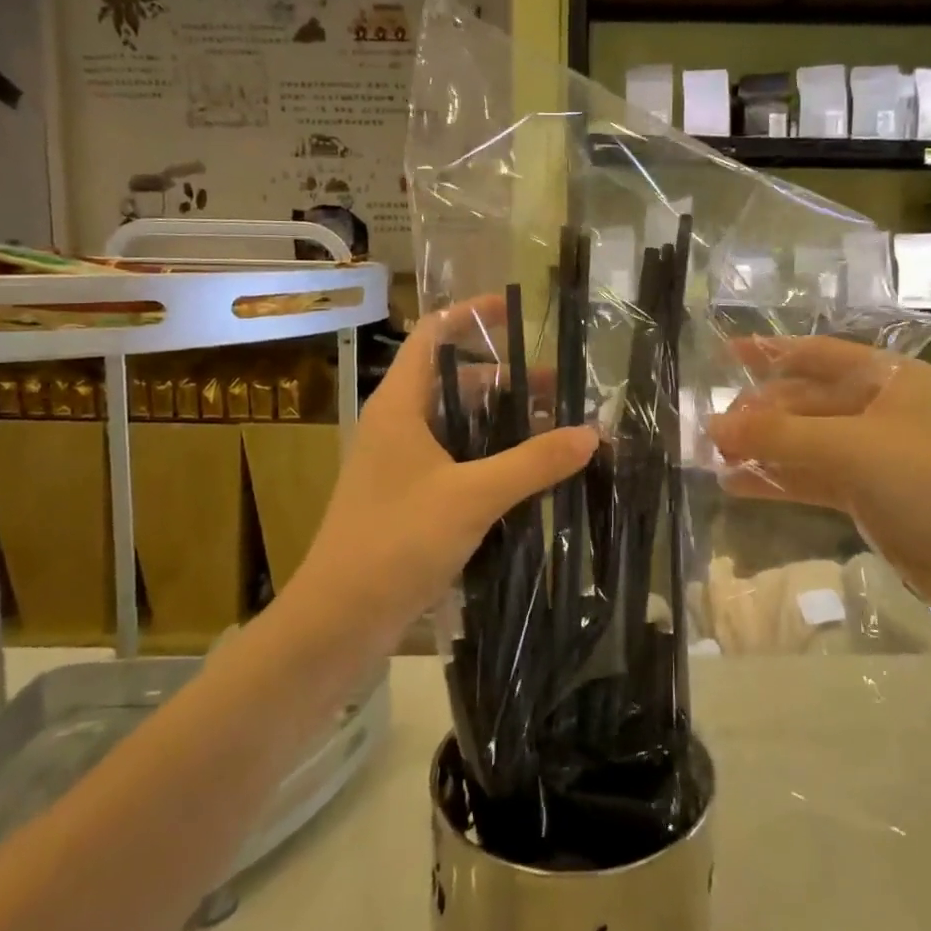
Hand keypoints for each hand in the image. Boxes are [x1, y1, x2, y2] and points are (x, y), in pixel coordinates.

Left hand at [289, 299, 596, 642]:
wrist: (339, 620)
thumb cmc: (396, 541)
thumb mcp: (472, 496)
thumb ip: (533, 463)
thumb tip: (591, 434)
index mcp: (401, 404)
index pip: (434, 334)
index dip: (472, 314)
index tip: (518, 310)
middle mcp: (400, 424)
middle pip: (458, 382)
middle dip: (510, 382)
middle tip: (564, 393)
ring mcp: (403, 464)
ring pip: (461, 426)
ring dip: (505, 425)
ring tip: (558, 434)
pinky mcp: (411, 499)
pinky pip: (459, 463)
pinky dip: (493, 460)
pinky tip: (531, 476)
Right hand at [707, 337, 930, 616]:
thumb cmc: (926, 482)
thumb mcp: (849, 448)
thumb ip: (778, 435)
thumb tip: (712, 425)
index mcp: (887, 379)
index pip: (817, 355)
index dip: (769, 352)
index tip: (725, 354)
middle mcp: (879, 409)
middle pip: (804, 402)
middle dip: (759, 414)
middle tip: (713, 431)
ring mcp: (872, 453)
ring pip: (804, 442)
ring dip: (763, 448)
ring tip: (714, 457)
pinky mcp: (866, 493)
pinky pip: (811, 477)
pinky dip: (778, 479)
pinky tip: (736, 484)